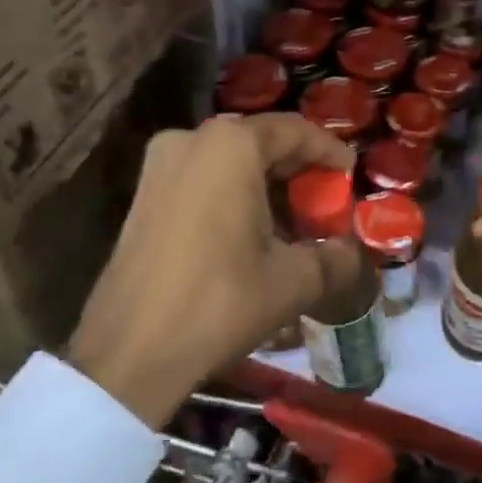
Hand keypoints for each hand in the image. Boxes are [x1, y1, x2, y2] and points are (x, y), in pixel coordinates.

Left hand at [68, 114, 360, 427]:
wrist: (130, 351)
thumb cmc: (219, 301)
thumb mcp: (292, 281)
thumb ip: (333, 258)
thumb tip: (351, 253)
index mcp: (230, 146)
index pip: (293, 131)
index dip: (328, 150)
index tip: (350, 172)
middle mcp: (190, 140)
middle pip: (258, 142)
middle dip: (295, 170)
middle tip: (324, 200)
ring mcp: (159, 166)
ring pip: (227, 162)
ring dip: (263, 185)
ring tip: (291, 223)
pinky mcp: (142, 196)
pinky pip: (200, 179)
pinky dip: (231, 195)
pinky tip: (250, 233)